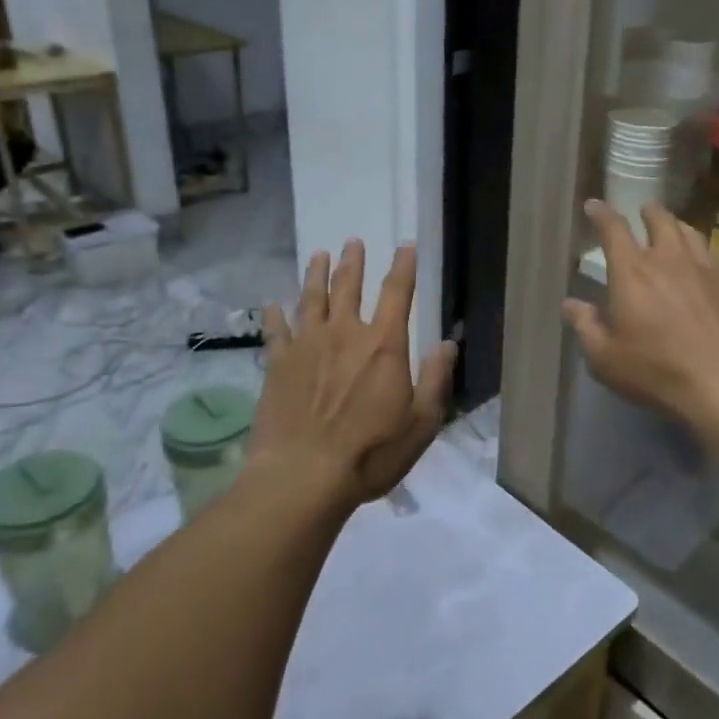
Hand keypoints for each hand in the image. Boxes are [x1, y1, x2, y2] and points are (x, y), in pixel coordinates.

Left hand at [252, 241, 457, 508]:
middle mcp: (344, 334)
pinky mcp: (278, 364)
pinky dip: (275, 316)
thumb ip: (435, 379)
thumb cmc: (371, 452)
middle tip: (352, 242)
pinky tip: (271, 305)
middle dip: (353, 262)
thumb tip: (447, 344)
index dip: (403, 267)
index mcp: (384, 345)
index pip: (397, 293)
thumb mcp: (421, 423)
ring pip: (311, 299)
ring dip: (316, 274)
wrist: (304, 476)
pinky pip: (276, 331)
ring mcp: (307, 346)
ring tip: (319, 255)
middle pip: (348, 286)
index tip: (405, 246)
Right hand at [564, 199, 718, 436]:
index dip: (601, 214)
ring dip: (676, 226)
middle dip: (647, 212)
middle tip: (642, 212)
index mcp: (632, 272)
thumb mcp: (606, 359)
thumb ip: (586, 327)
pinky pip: (717, 253)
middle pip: (659, 220)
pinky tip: (706, 259)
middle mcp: (669, 258)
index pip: (613, 229)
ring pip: (690, 231)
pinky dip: (705, 249)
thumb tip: (571, 304)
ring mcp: (706, 268)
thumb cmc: (658, 371)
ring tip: (672, 229)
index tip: (594, 206)